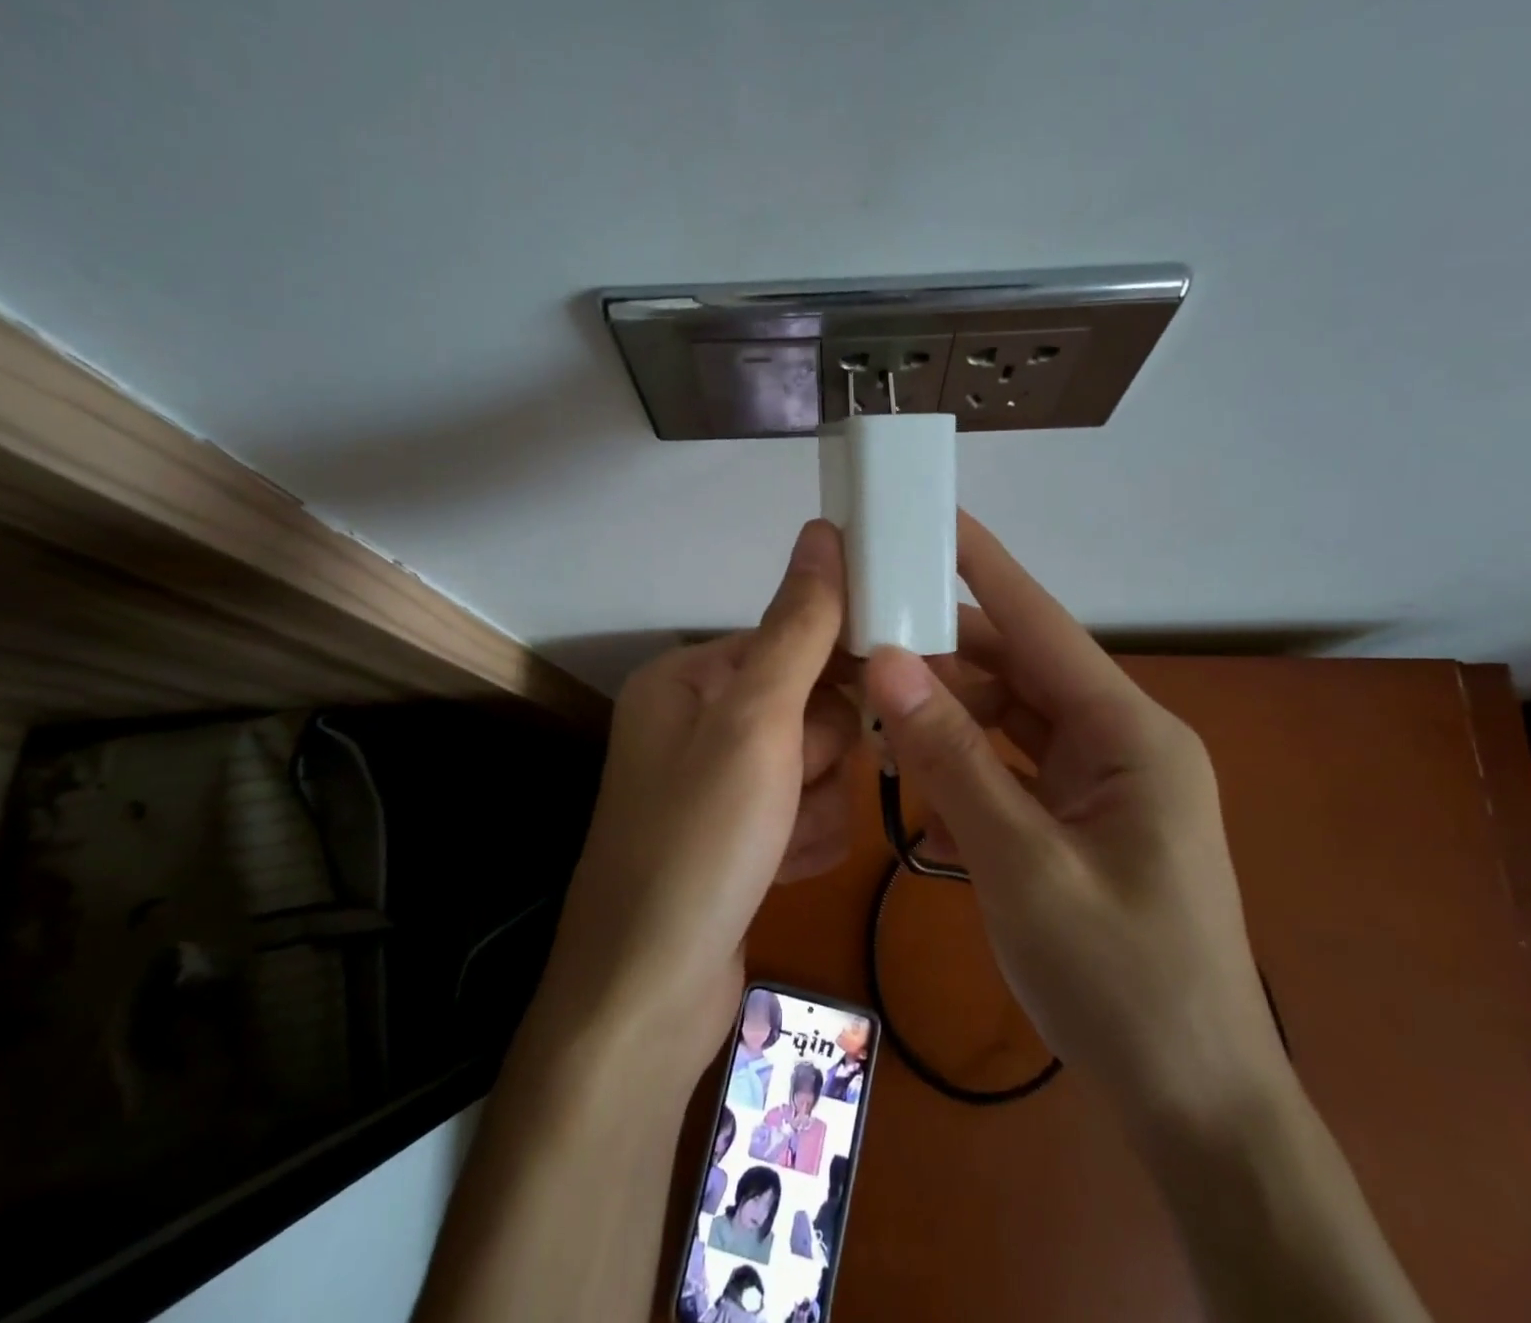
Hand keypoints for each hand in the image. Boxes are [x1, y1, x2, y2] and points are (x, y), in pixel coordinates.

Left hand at [537, 520, 854, 1075]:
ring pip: (815, 765)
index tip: (882, 696)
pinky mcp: (737, 838)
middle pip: (809, 707)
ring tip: (778, 844)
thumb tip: (825, 530)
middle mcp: (697, 723)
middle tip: (791, 791)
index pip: (790, 640)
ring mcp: (717, 785)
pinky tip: (778, 871)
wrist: (648, 1001)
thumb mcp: (756, 723)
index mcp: (688, 679)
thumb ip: (799, 627)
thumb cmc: (699, 844)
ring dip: (814, 805)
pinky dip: (804, 841)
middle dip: (817, 755)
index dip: (834, 672)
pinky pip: (803, 813)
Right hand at [862, 512, 1288, 1127]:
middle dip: (946, 654)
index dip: (984, 568)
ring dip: (950, 717)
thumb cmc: (1122, 983)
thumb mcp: (1022, 864)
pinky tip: (922, 781)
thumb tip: (888, 663)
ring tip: (878, 710)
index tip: (932, 519)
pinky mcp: (1087, 821)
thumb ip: (953, 759)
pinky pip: (1016, 769)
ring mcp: (1105, 784)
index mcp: (1130, 734)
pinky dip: (969, 767)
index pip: (1041, 624)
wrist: (1195, 1106)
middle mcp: (1121, 742)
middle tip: (867, 636)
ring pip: (1012, 721)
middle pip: (1019, 671)